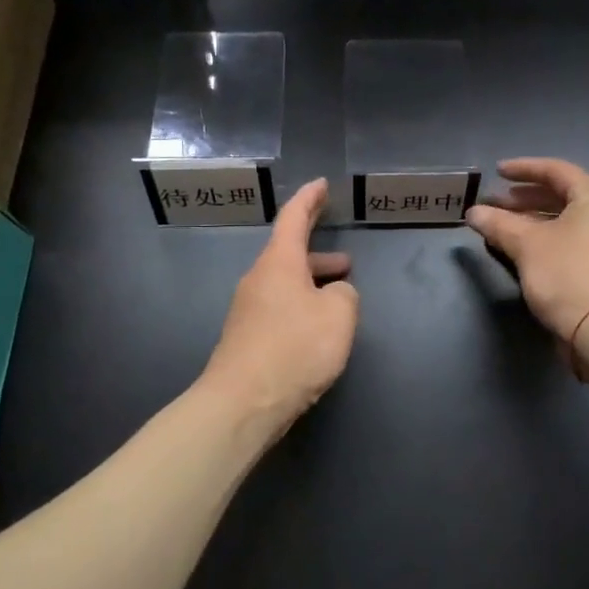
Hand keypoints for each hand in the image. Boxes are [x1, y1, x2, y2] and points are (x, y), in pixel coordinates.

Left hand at [201, 178, 358, 438]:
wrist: (242, 403)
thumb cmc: (295, 348)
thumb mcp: (338, 315)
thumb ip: (345, 295)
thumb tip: (335, 294)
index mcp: (279, 263)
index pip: (293, 218)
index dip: (309, 200)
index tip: (321, 185)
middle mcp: (258, 280)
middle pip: (288, 253)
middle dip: (317, 253)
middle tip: (346, 259)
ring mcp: (248, 310)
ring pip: (285, 284)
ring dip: (312, 284)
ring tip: (339, 297)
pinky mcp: (246, 338)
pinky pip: (279, 309)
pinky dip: (301, 307)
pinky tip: (317, 329)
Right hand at [466, 159, 588, 342]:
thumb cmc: (567, 275)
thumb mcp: (527, 245)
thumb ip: (499, 224)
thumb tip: (473, 212)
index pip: (557, 171)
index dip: (525, 168)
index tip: (497, 172)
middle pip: (562, 196)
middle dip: (524, 198)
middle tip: (495, 203)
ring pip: (564, 222)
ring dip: (531, 221)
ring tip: (501, 227)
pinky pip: (569, 242)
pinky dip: (544, 239)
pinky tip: (521, 251)